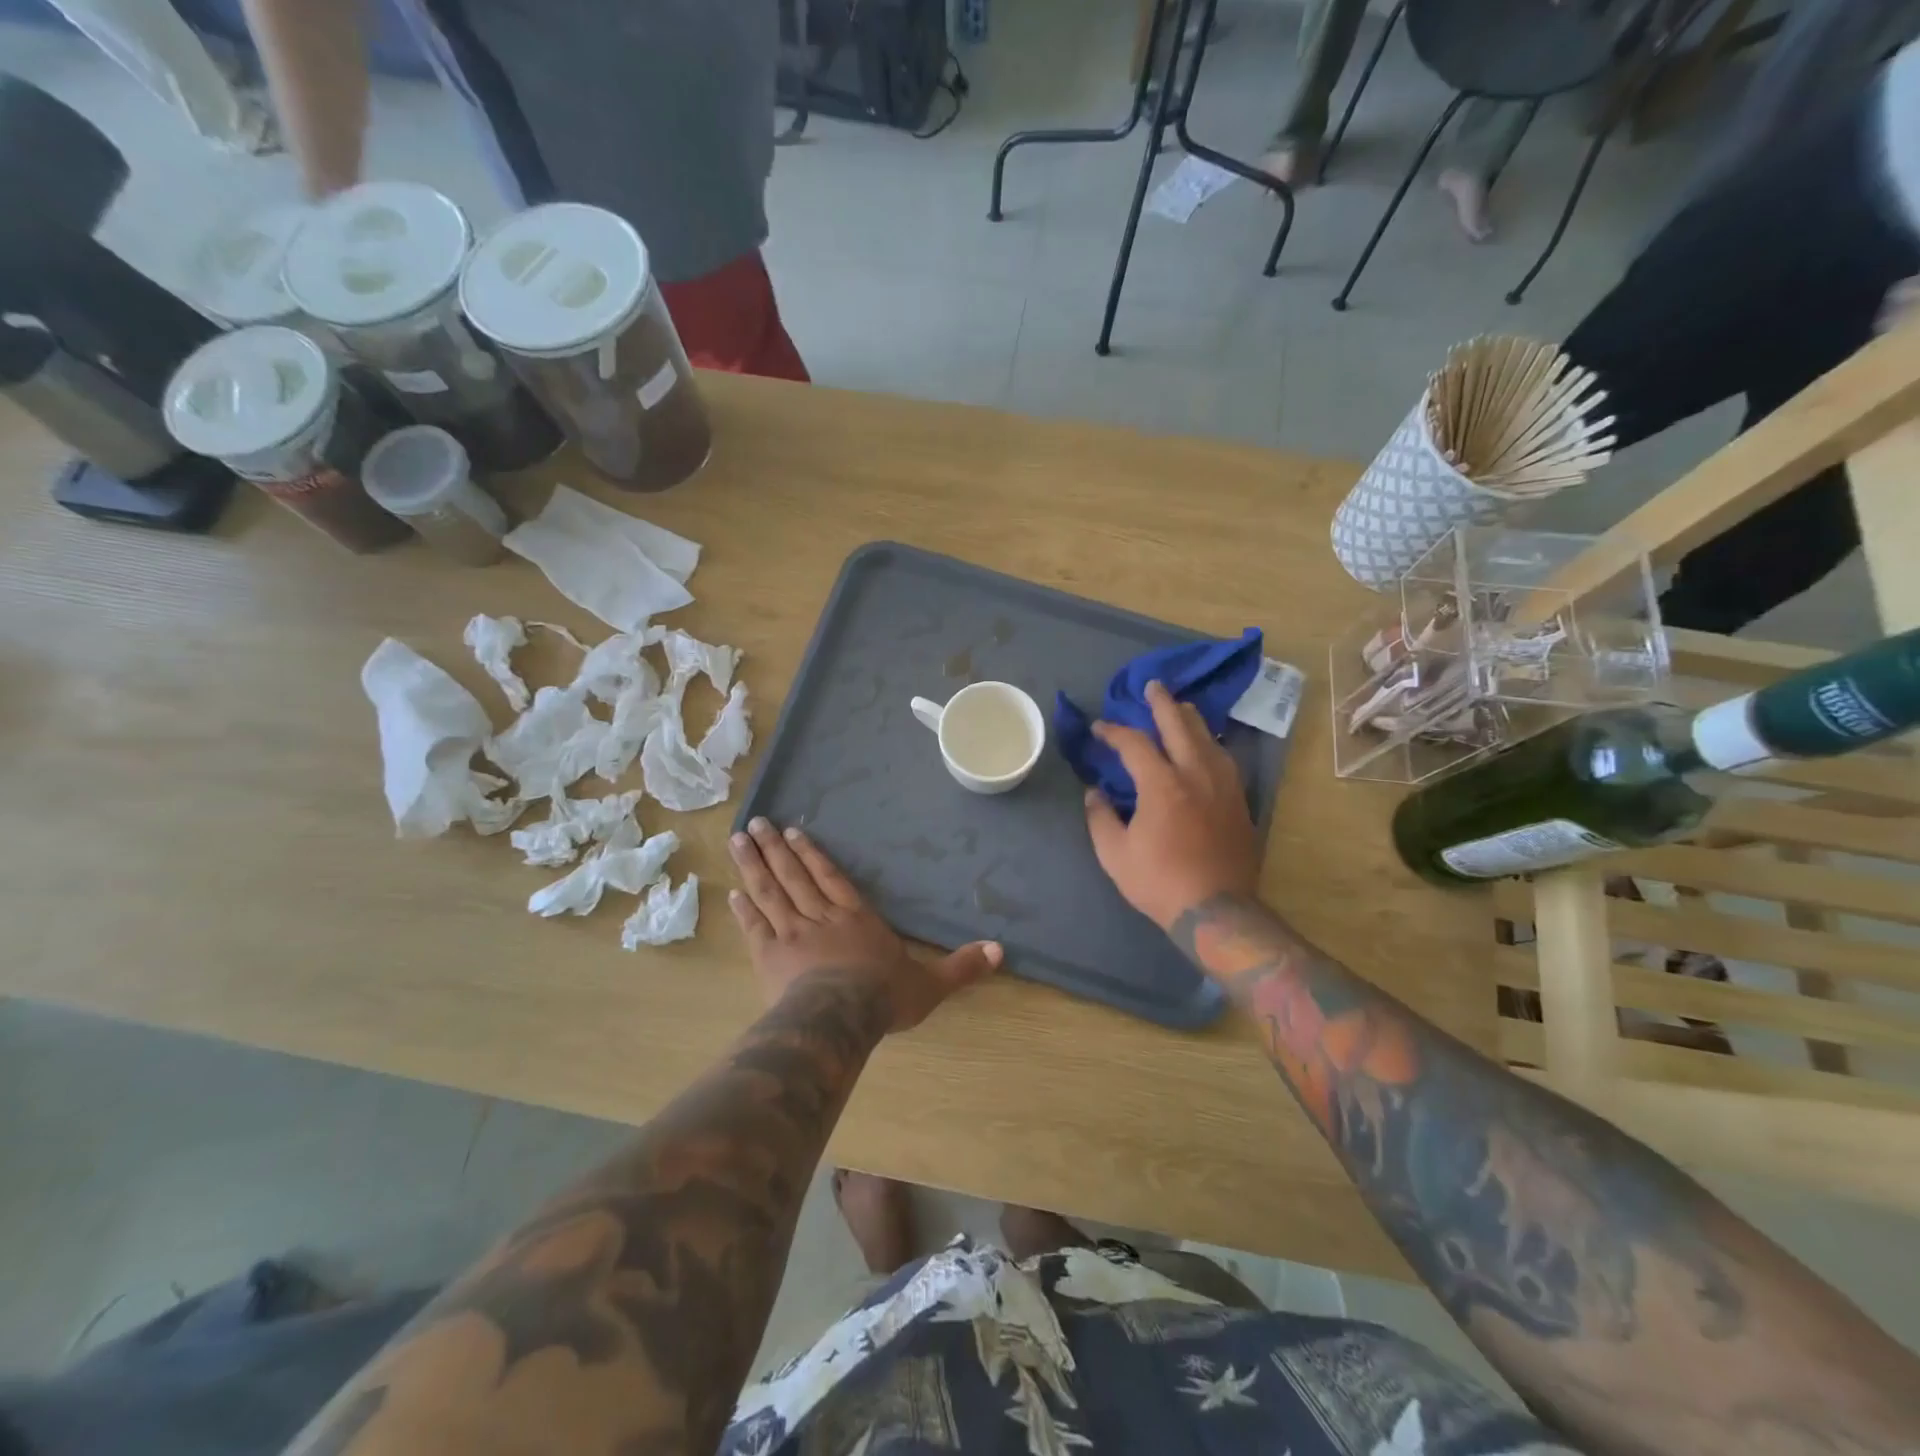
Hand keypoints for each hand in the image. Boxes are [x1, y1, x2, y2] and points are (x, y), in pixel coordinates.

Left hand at [729, 817, 1001, 1031]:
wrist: (840, 1018)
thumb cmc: (884, 996)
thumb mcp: (931, 983)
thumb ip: (962, 965)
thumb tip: (1002, 950)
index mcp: (856, 918)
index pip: (832, 878)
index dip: (813, 855)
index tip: (794, 832)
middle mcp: (821, 917)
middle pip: (794, 877)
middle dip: (775, 849)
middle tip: (756, 823)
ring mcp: (792, 934)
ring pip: (770, 893)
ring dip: (754, 866)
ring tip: (738, 841)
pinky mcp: (770, 956)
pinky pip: (755, 926)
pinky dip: (744, 909)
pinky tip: (733, 892)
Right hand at [1084, 681, 1259, 929]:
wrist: (1216, 910)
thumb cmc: (1159, 881)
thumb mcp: (1115, 853)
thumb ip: (1100, 817)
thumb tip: (1094, 793)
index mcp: (1161, 784)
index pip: (1134, 743)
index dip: (1113, 731)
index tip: (1099, 728)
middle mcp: (1195, 774)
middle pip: (1179, 725)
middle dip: (1162, 703)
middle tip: (1152, 687)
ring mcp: (1223, 786)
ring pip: (1208, 738)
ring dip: (1190, 719)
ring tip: (1180, 708)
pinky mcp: (1239, 801)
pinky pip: (1224, 758)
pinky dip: (1209, 743)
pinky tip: (1206, 745)